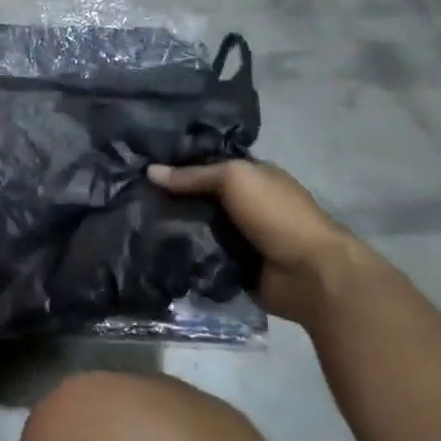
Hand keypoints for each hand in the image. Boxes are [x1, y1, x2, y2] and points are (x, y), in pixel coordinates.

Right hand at [149, 159, 367, 324]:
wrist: (311, 275)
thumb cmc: (277, 214)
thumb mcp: (234, 179)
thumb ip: (193, 175)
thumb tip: (150, 171)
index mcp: (251, 178)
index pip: (207, 166)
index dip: (178, 165)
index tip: (141, 165)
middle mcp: (245, 205)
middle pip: (198, 197)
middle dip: (169, 198)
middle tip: (129, 195)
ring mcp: (239, 238)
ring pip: (196, 227)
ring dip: (173, 228)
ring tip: (132, 222)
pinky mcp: (233, 267)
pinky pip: (200, 256)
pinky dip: (182, 255)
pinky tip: (152, 249)